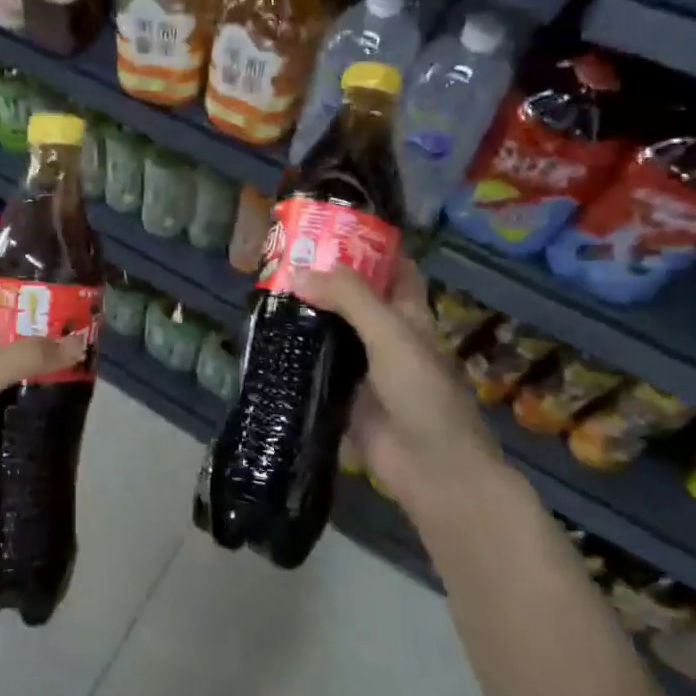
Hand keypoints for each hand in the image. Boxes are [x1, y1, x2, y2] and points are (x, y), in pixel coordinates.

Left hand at [0, 269, 86, 527]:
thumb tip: (79, 343)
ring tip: (75, 363)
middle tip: (71, 327)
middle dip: (27, 323)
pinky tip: (52, 405)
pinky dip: (25, 399)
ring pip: (1, 368)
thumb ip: (23, 359)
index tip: (28, 283)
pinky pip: (2, 402)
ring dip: (31, 363)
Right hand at [290, 259, 511, 518]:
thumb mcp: (391, 335)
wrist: (431, 470)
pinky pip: (315, 366)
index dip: (366, 245)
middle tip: (279, 258)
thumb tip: (298, 272)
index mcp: (407, 315)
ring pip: (330, 331)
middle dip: (322, 278)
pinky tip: (265, 340)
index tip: (328, 226)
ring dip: (304, 314)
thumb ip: (349, 300)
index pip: (391, 268)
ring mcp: (362, 367)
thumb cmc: (423, 394)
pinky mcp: (341, 395)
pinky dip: (294, 353)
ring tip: (264, 292)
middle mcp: (385, 335)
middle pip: (352, 297)